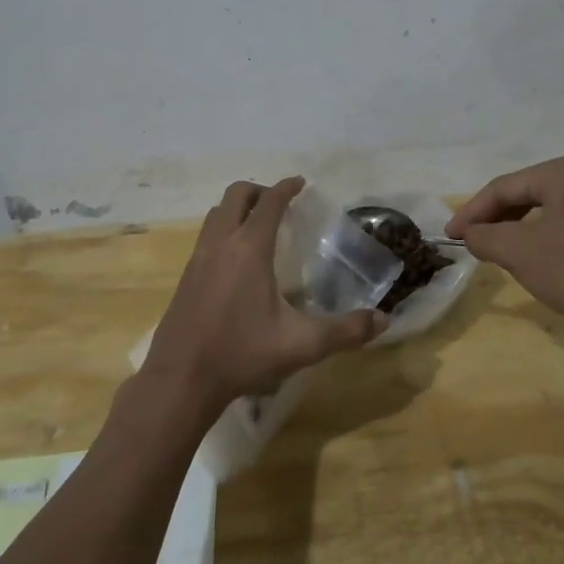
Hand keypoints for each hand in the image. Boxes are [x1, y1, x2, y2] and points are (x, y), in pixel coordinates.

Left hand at [140, 177, 386, 424]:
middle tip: (280, 204)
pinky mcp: (185, 277)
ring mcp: (198, 259)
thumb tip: (383, 321)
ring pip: (216, 214)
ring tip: (258, 226)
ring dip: (237, 209)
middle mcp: (221, 244)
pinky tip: (236, 261)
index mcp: (249, 249)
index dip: (286, 188)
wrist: (181, 380)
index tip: (300, 183)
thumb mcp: (301, 345)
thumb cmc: (242, 354)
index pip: (269, 203)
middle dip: (259, 191)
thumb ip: (345, 331)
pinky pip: (206, 236)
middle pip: (236, 195)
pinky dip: (223, 231)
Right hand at [447, 156, 563, 341]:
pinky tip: (537, 253)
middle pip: (530, 192)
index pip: (506, 186)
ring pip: (552, 206)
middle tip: (471, 239)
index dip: (473, 210)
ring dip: (521, 225)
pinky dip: (549, 233)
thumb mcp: (516, 252)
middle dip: (497, 216)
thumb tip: (470, 233)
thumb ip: (483, 236)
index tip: (449, 233)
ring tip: (498, 247)